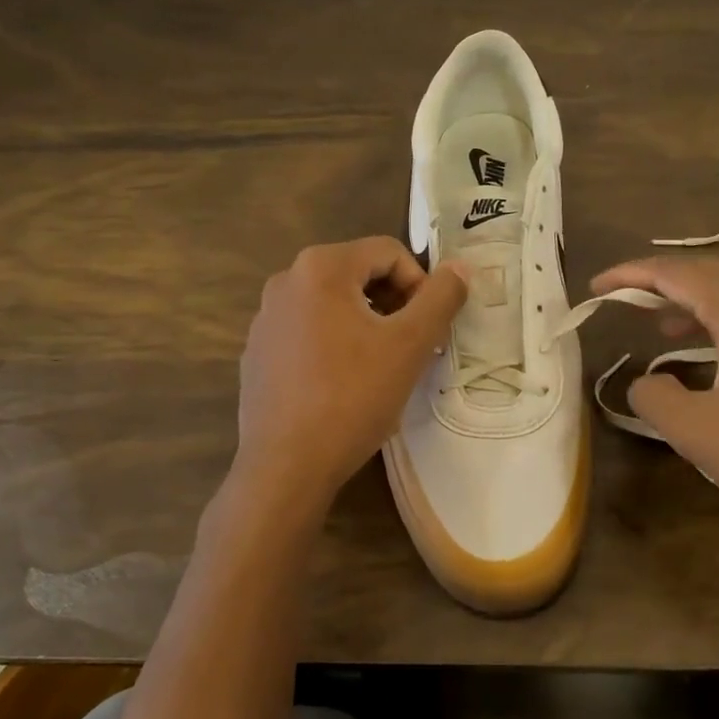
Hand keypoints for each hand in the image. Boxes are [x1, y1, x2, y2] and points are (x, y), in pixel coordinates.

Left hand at [236, 237, 467, 501]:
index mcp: (320, 267)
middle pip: (359, 274)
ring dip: (368, 325)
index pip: (388, 252)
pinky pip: (308, 332)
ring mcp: (266, 318)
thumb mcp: (409, 344)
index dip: (421, 284)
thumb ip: (441, 298)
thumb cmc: (353, 397)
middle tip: (413, 347)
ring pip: (334, 305)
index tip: (430, 328)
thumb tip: (460, 267)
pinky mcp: (258, 352)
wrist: (286, 466)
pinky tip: (344, 385)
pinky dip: (335, 344)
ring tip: (383, 367)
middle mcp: (285, 281)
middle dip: (395, 304)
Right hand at [591, 257, 718, 541]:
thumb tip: (644, 382)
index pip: (678, 274)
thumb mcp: (698, 432)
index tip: (596, 287)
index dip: (632, 276)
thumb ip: (655, 398)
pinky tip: (706, 354)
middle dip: (661, 282)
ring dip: (691, 303)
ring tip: (656, 324)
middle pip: (709, 274)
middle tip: (622, 297)